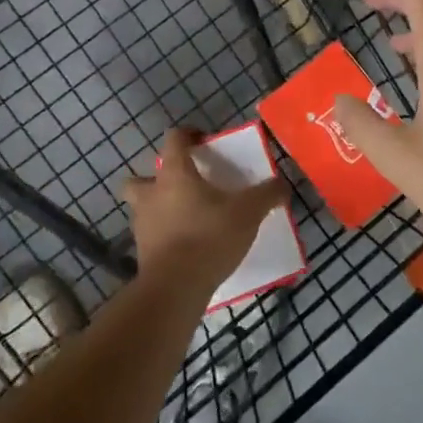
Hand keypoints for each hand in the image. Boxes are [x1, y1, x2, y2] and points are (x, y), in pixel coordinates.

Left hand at [122, 127, 287, 290]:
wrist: (175, 288)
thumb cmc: (209, 237)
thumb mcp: (248, 212)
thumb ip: (266, 195)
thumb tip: (282, 185)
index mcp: (175, 174)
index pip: (174, 139)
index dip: (188, 134)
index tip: (204, 141)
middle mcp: (151, 194)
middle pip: (140, 177)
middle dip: (156, 178)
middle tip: (183, 185)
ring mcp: (142, 225)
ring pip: (141, 208)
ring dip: (157, 209)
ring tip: (185, 218)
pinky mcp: (142, 254)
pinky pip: (151, 236)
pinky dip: (164, 237)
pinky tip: (186, 246)